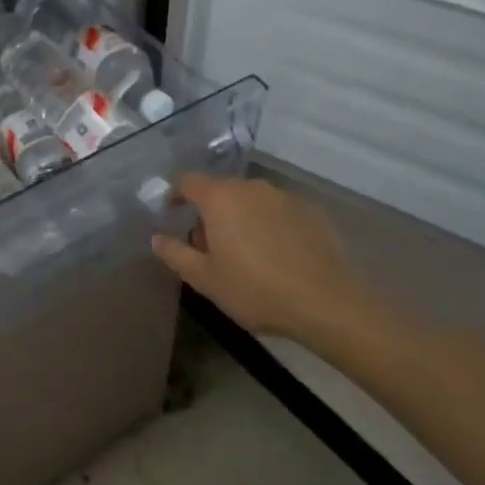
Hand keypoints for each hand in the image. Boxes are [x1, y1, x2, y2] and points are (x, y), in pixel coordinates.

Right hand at [152, 174, 366, 343]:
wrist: (328, 304)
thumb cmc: (255, 289)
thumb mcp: (204, 279)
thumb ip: (174, 253)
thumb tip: (157, 237)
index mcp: (220, 197)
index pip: (187, 180)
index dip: (175, 195)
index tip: (172, 216)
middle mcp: (251, 187)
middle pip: (220, 190)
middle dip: (209, 211)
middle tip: (208, 245)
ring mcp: (284, 196)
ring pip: (250, 199)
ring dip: (240, 217)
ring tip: (244, 252)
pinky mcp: (311, 211)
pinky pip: (278, 211)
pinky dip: (269, 224)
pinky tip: (276, 255)